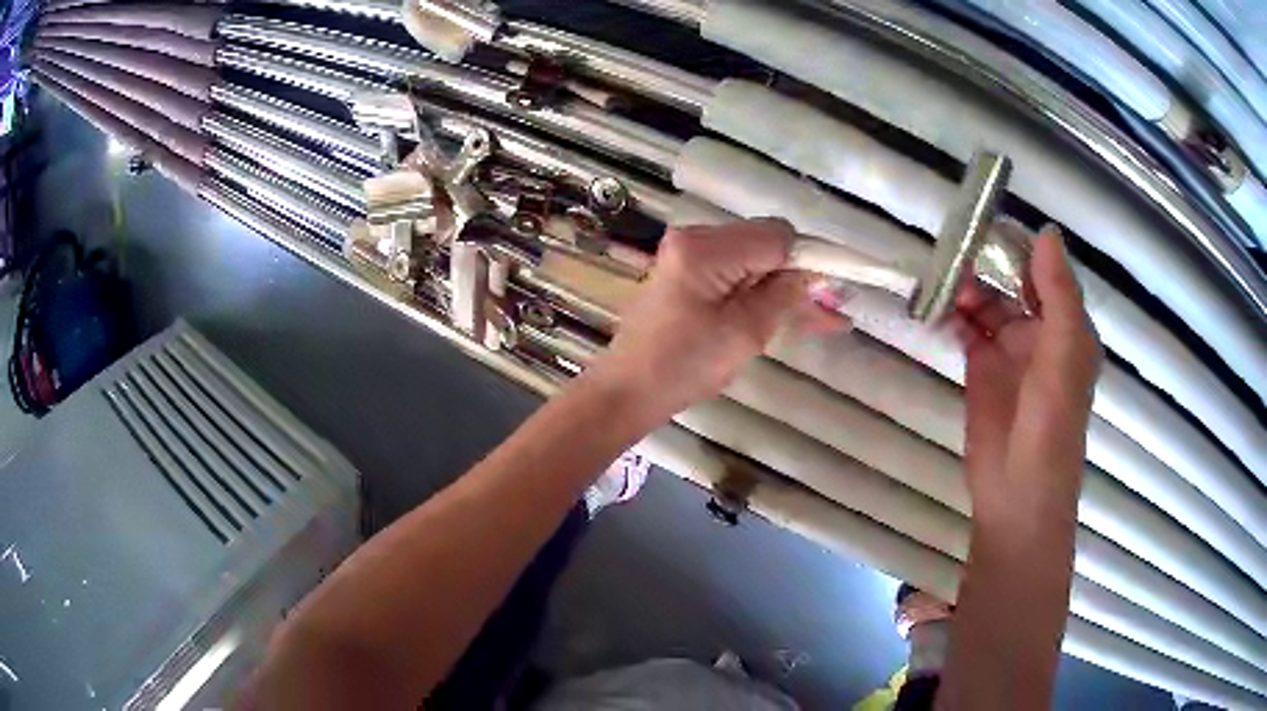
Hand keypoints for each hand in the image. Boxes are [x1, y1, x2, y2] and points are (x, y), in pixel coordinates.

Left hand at [586, 219, 845, 422]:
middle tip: (832, 310)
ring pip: (756, 260)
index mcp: (705, 248)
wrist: (629, 390)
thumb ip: (784, 295)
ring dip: (786, 287)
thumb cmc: (683, 366)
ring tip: (824, 318)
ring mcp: (689, 255)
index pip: (777, 237)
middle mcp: (696, 239)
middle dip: (800, 274)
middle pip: (766, 243)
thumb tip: (815, 273)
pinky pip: (737, 274)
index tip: (835, 290)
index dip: (810, 261)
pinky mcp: (688, 274)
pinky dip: (763, 292)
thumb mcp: (745, 333)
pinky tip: (794, 312)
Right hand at [955, 226, 1101, 521]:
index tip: (988, 220)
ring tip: (942, 278)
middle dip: (988, 263)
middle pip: (1012, 281)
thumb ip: (1058, 296)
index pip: (1045, 271)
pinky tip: (936, 304)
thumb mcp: (1064, 357)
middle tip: (955, 247)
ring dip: (967, 286)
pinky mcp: (980, 367)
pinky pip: (967, 327)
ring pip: (988, 301)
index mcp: (1067, 326)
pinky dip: (953, 312)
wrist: (1017, 493)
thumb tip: (1044, 232)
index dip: (1021, 245)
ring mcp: (1009, 349)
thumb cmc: (1052, 426)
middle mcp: (1040, 331)